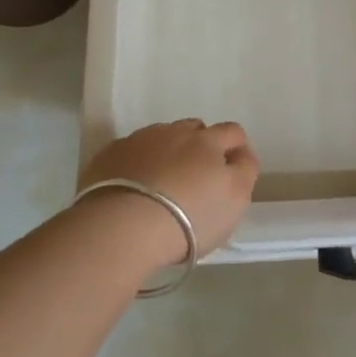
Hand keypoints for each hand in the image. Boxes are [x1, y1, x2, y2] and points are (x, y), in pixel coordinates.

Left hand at [78, 119, 259, 263]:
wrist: (123, 227)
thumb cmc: (190, 218)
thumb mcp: (235, 200)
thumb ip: (244, 171)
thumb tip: (241, 155)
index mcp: (209, 141)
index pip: (232, 132)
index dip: (236, 148)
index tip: (231, 171)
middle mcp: (175, 132)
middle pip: (195, 129)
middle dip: (200, 145)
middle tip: (196, 178)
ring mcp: (140, 140)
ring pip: (161, 137)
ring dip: (167, 152)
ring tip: (162, 183)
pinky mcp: (110, 155)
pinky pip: (130, 151)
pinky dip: (136, 163)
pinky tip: (133, 187)